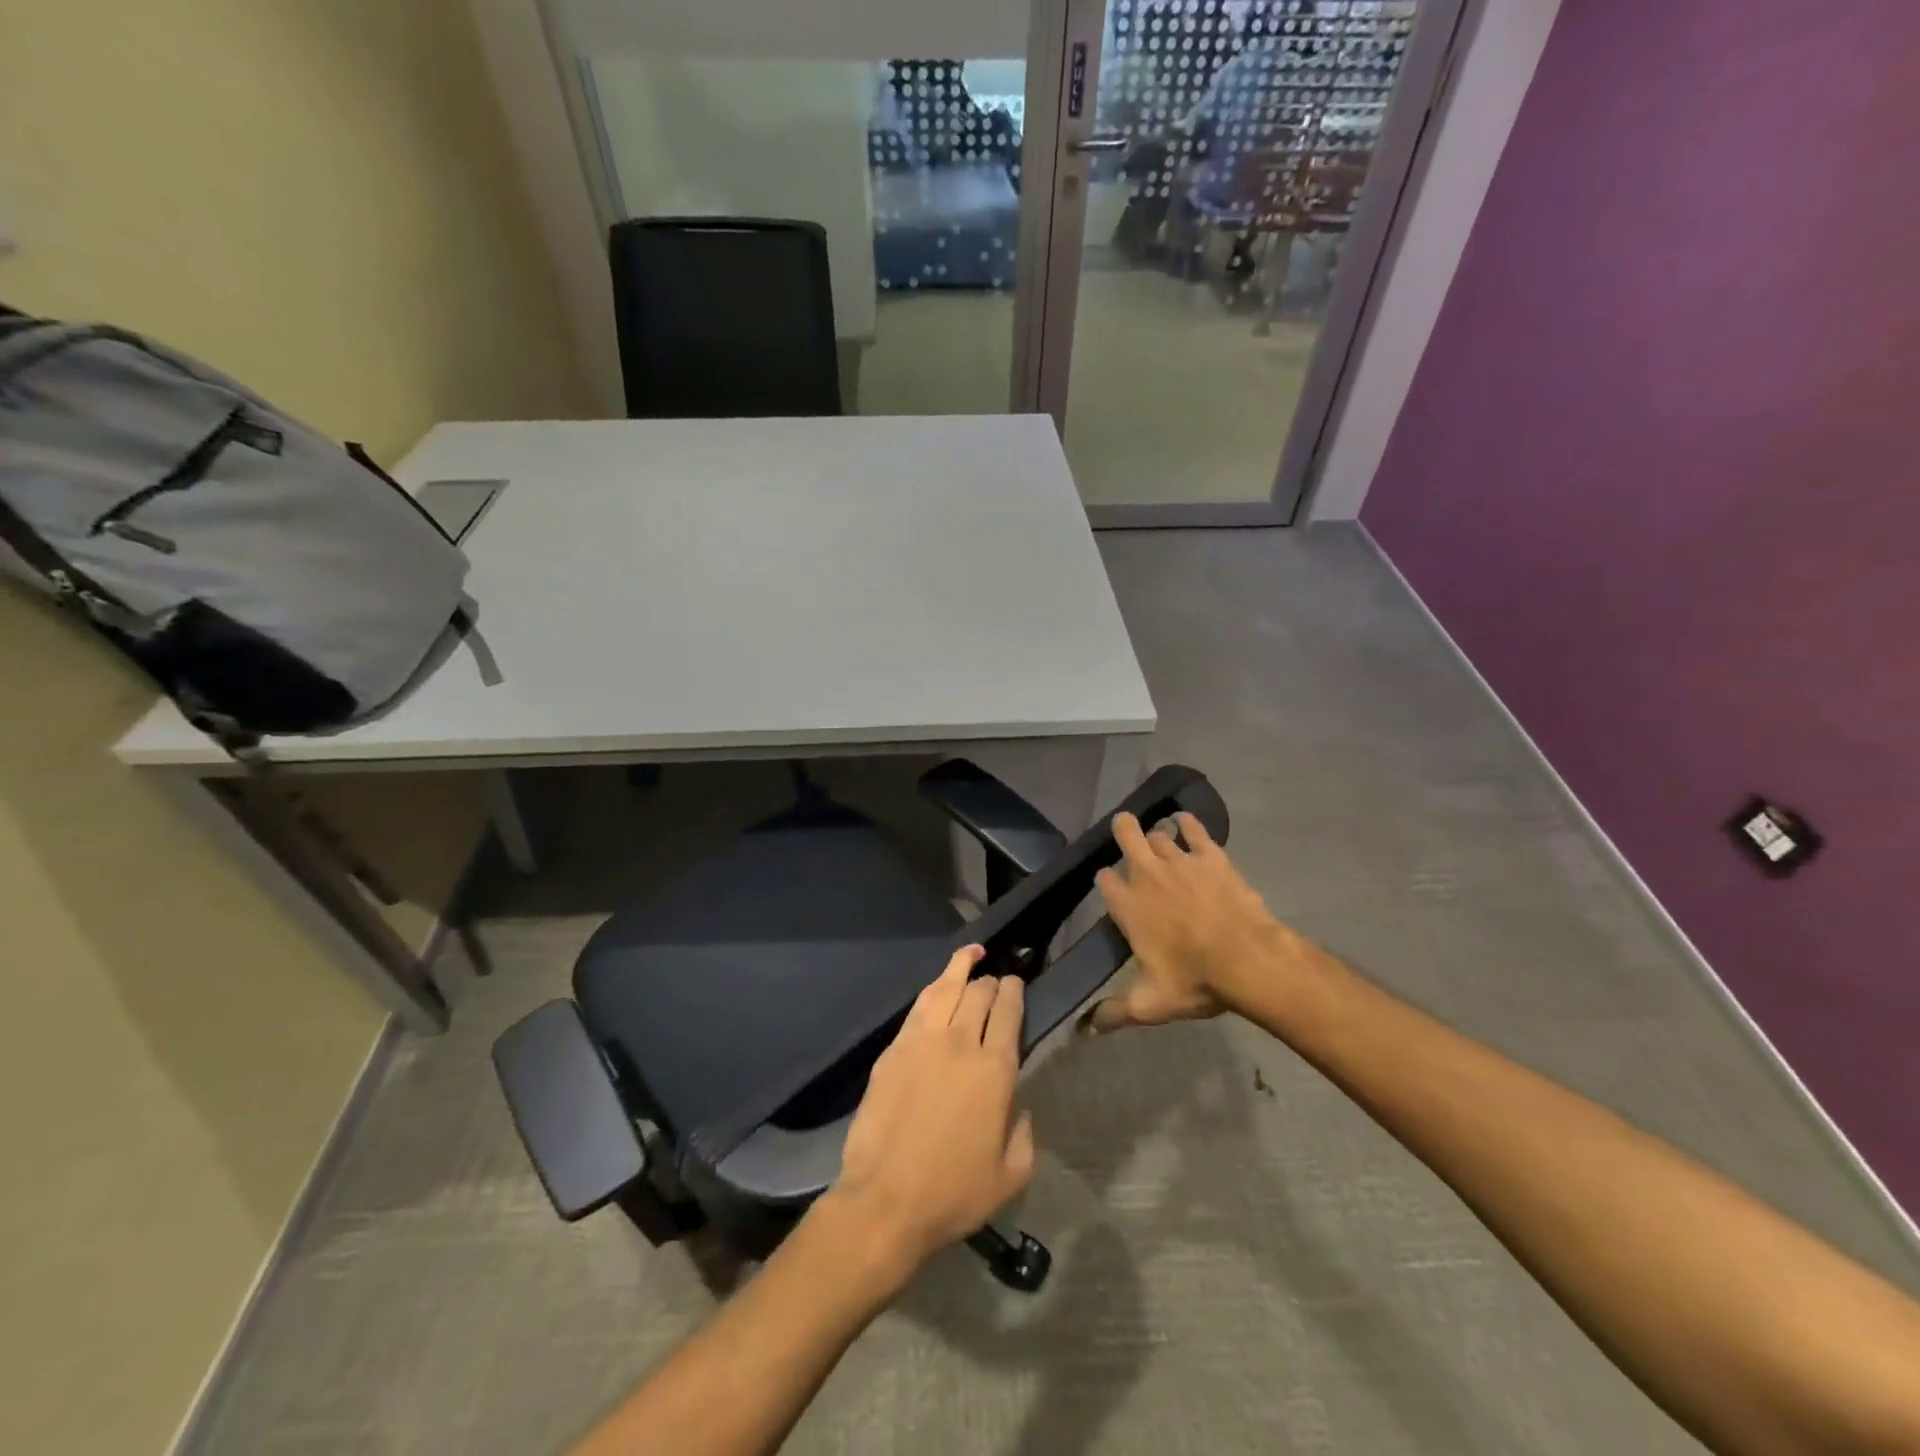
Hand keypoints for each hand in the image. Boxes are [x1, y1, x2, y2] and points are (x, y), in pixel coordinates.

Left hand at [827, 946, 1034, 1280]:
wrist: (885, 1200)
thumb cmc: (953, 1193)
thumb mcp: (1011, 1175)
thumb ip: (1024, 1132)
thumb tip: (1018, 1105)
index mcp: (995, 1070)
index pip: (1009, 1013)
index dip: (1015, 993)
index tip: (1017, 985)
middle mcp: (961, 1043)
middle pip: (979, 994)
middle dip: (992, 981)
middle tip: (997, 981)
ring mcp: (922, 1042)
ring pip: (945, 989)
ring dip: (961, 966)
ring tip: (972, 954)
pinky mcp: (893, 1049)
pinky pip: (918, 1007)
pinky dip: (933, 988)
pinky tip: (938, 986)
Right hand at [1085, 810, 1293, 1033]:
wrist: (1249, 960)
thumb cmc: (1195, 980)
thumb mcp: (1150, 1004)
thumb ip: (1114, 1013)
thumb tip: (1085, 1030)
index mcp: (1127, 905)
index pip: (1104, 880)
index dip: (1106, 881)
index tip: (1110, 888)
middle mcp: (1147, 874)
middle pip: (1126, 834)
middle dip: (1122, 830)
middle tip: (1125, 834)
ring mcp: (1180, 861)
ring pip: (1159, 834)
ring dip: (1156, 836)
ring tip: (1159, 841)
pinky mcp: (1211, 856)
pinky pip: (1194, 829)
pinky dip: (1188, 823)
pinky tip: (1185, 821)